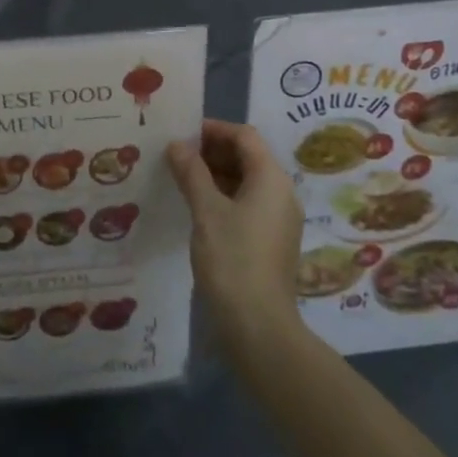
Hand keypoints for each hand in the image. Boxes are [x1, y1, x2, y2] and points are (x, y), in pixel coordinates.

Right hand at [168, 119, 303, 357]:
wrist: (258, 327)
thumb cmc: (232, 259)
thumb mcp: (206, 210)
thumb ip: (191, 172)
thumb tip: (177, 144)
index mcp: (271, 179)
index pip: (245, 136)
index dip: (214, 129)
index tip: (182, 133)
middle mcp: (281, 194)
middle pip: (247, 157)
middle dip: (212, 151)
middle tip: (176, 155)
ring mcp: (278, 220)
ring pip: (246, 181)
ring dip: (215, 174)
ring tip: (180, 177)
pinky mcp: (270, 241)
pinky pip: (247, 204)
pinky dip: (222, 196)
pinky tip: (196, 206)